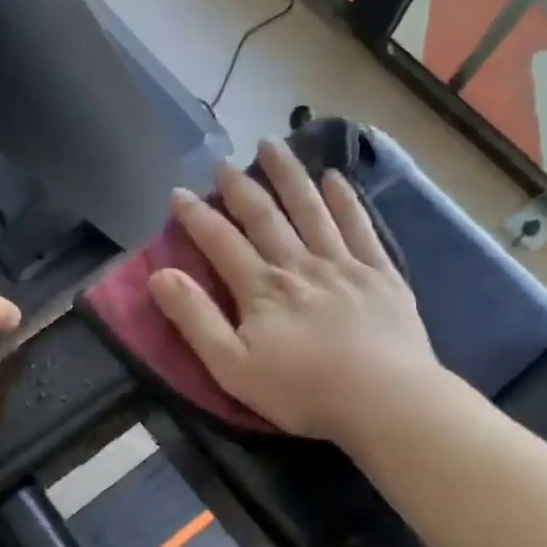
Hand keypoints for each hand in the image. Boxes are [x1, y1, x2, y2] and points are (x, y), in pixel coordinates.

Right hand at [148, 139, 439, 441]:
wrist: (387, 402)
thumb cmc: (303, 391)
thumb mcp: (232, 367)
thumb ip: (195, 319)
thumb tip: (159, 275)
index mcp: (261, 288)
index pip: (220, 241)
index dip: (196, 216)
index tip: (178, 193)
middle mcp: (298, 264)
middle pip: (264, 215)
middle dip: (239, 186)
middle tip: (221, 161)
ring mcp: (343, 264)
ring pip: (311, 209)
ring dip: (289, 175)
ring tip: (272, 144)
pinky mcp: (380, 273)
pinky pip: (359, 226)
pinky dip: (345, 200)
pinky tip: (334, 177)